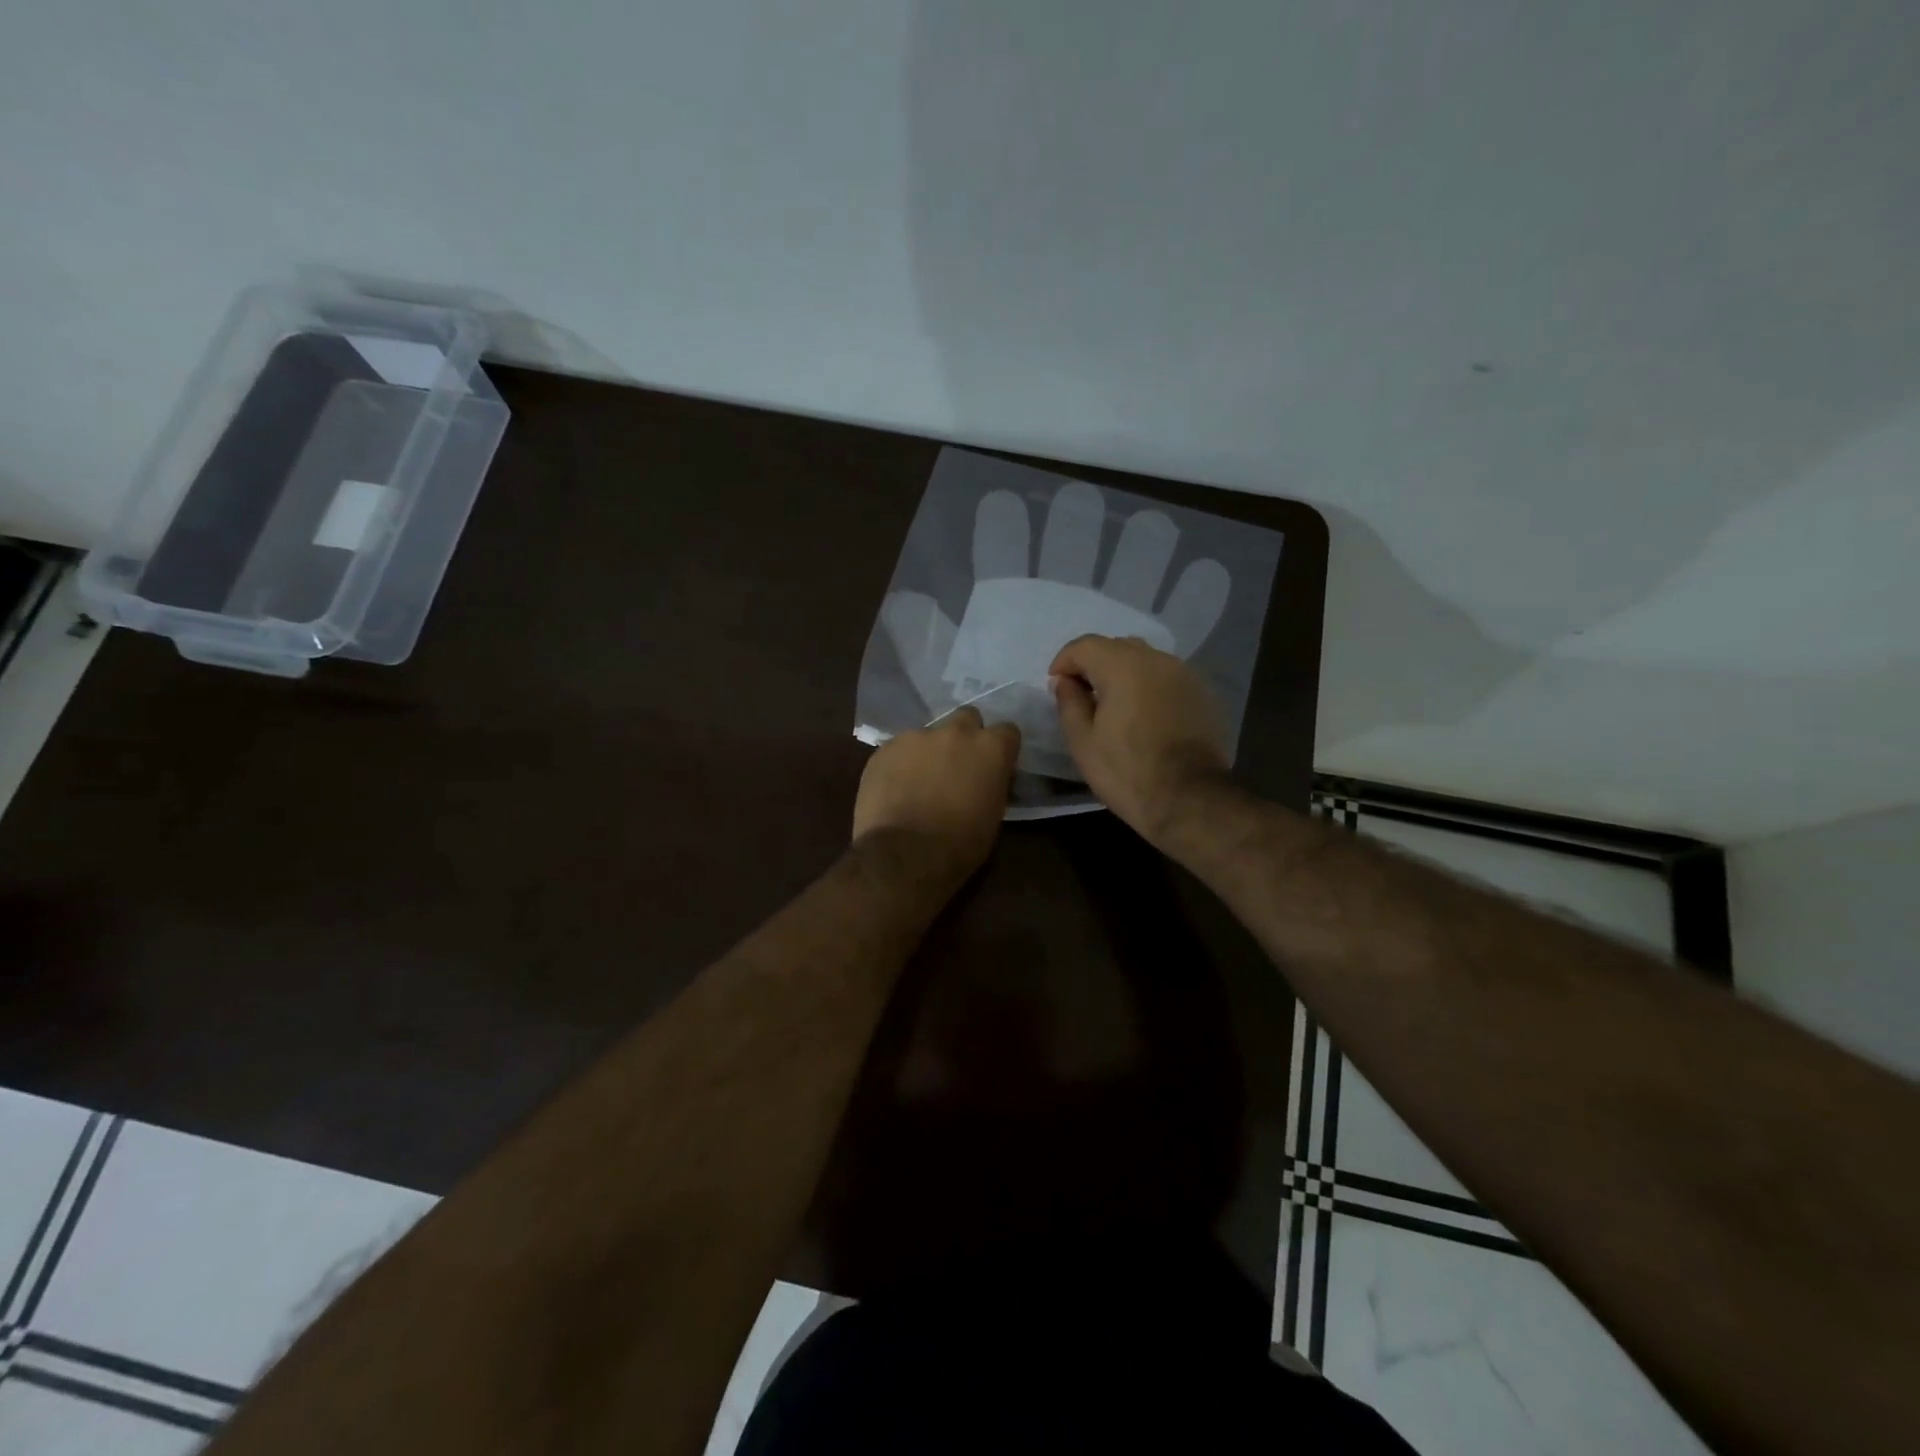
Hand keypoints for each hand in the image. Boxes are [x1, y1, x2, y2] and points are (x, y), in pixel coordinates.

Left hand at [852, 708, 1019, 879]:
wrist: (904, 855)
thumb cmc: (960, 844)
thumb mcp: (993, 814)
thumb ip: (992, 783)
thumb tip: (987, 777)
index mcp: (991, 748)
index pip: (1007, 731)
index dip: (1001, 749)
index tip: (994, 766)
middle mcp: (956, 731)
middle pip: (967, 719)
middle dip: (966, 737)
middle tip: (958, 766)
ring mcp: (917, 736)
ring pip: (929, 734)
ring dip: (930, 751)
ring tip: (920, 781)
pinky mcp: (886, 747)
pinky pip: (900, 748)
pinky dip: (902, 763)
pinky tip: (896, 788)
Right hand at [1049, 634, 1229, 843]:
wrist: (1189, 799)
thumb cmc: (1127, 771)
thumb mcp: (1082, 741)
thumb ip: (1069, 702)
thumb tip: (1065, 681)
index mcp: (1123, 666)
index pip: (1085, 645)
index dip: (1064, 661)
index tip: (1056, 685)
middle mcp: (1157, 659)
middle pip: (1117, 647)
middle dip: (1094, 665)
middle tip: (1082, 695)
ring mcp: (1185, 674)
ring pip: (1145, 661)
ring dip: (1124, 674)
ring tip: (1114, 706)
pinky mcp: (1203, 694)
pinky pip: (1166, 678)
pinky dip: (1149, 687)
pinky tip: (1144, 716)